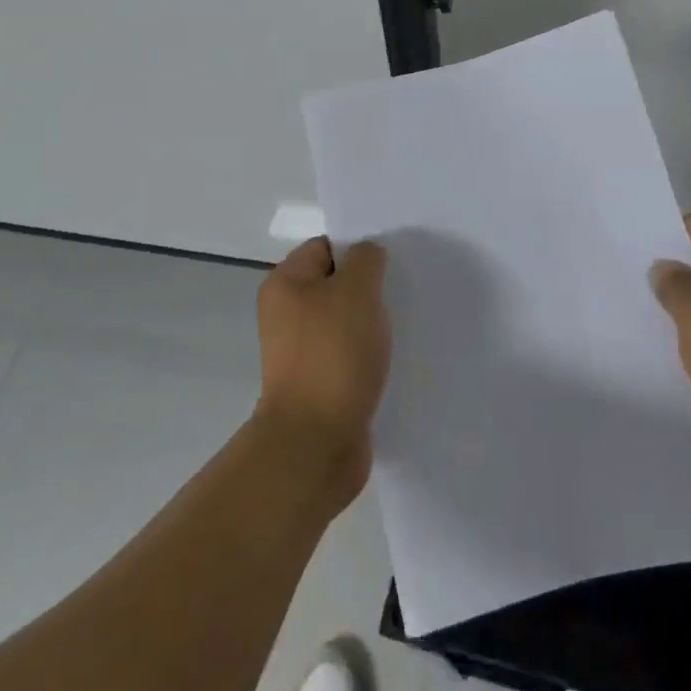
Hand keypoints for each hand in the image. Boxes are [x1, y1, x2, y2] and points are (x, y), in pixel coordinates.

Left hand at [254, 237, 390, 506]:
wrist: (315, 443)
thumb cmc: (333, 355)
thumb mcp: (356, 291)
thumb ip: (366, 260)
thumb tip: (367, 255)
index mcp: (286, 284)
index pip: (325, 246)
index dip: (358, 249)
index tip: (391, 262)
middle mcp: (287, 313)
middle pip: (336, 284)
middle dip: (370, 288)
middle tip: (402, 292)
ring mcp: (302, 352)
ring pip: (345, 322)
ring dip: (373, 324)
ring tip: (404, 326)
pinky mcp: (319, 384)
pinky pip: (349, 356)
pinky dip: (369, 356)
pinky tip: (395, 359)